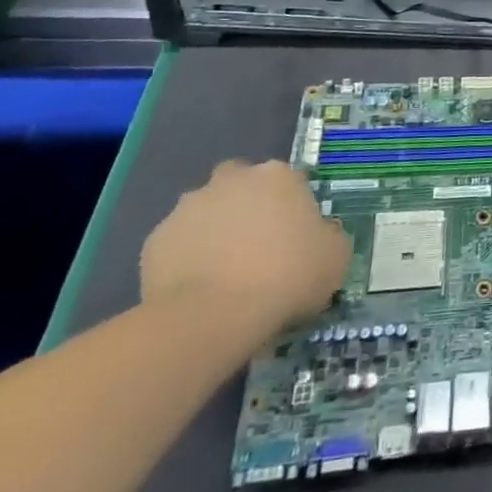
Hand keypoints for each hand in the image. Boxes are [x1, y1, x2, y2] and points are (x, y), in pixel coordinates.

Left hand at [141, 160, 350, 336]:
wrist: (213, 315)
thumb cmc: (286, 276)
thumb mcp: (335, 257)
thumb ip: (328, 237)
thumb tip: (319, 236)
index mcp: (278, 175)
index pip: (290, 181)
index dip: (293, 209)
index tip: (296, 238)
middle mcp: (232, 179)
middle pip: (241, 183)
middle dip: (246, 205)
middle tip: (255, 245)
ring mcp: (189, 207)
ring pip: (206, 211)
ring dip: (214, 230)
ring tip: (223, 271)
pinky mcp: (156, 239)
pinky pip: (177, 244)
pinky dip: (186, 258)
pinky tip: (197, 287)